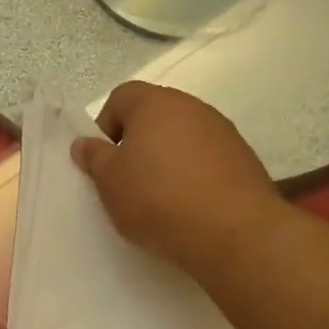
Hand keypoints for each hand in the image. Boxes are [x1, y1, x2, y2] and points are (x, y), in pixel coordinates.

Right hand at [71, 83, 286, 272]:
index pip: (121, 97)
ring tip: (160, 199)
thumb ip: (94, 158)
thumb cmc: (157, 199)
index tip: (104, 162)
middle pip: (154, 117)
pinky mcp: (243, 159)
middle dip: (137, 145)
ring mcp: (223, 132)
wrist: (232, 231)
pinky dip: (193, 176)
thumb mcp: (110, 182)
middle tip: (128, 182)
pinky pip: (207, 160)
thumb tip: (84, 143)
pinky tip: (189, 206)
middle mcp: (192, 107)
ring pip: (183, 139)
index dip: (105, 126)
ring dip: (167, 161)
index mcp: (155, 103)